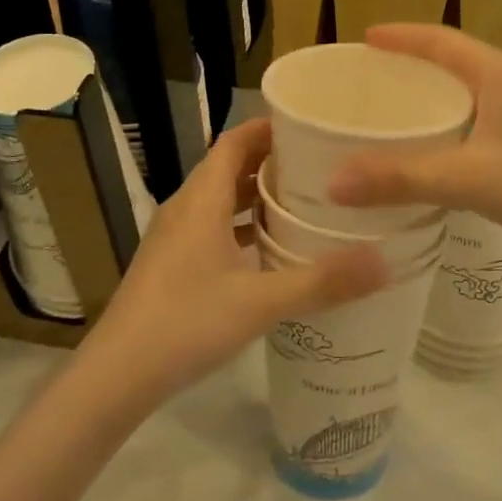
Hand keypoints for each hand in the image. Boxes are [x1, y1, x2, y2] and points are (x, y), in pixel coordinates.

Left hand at [78, 118, 388, 405]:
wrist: (117, 375)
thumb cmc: (186, 323)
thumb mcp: (261, 302)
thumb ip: (322, 282)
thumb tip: (384, 261)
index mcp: (201, 199)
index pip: (235, 141)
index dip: (269, 128)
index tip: (310, 126)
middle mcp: (185, 207)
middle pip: (229, 166)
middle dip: (271, 161)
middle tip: (320, 165)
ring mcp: (174, 236)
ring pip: (220, 199)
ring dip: (256, 195)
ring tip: (303, 202)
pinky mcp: (172, 262)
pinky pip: (212, 226)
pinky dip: (241, 225)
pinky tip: (269, 249)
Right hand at [328, 25, 501, 259]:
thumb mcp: (467, 180)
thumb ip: (400, 179)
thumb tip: (334, 183)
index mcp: (499, 72)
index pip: (439, 40)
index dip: (400, 36)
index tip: (365, 39)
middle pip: (455, 58)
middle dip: (413, 62)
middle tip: (373, 76)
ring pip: (472, 85)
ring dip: (436, 90)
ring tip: (399, 106)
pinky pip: (484, 108)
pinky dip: (454, 114)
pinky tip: (441, 143)